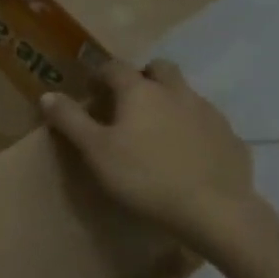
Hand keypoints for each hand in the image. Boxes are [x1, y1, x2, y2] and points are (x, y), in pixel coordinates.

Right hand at [39, 59, 259, 245]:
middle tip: (129, 103)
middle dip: (143, 77)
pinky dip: (193, 129)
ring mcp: (209, 113)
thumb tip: (48, 95)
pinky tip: (187, 155)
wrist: (213, 210)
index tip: (91, 91)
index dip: (100, 74)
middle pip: (160, 68)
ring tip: (157, 132)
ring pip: (186, 94)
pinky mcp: (231, 138)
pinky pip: (207, 123)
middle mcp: (177, 92)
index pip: (115, 67)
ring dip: (170, 102)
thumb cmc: (144, 177)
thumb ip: (71, 120)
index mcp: (140, 91)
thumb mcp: (96, 151)